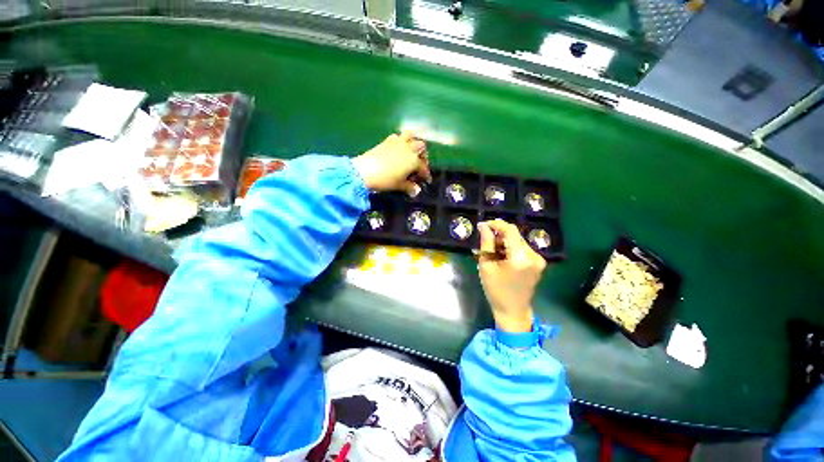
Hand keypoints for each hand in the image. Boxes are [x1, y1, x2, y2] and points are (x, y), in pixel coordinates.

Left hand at [352, 131, 431, 193]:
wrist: (365, 171)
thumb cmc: (386, 180)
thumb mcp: (399, 185)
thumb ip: (410, 187)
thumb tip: (416, 190)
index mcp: (414, 160)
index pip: (424, 167)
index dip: (426, 174)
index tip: (426, 180)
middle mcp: (409, 148)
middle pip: (421, 146)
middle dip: (422, 155)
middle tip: (419, 164)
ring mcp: (398, 142)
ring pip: (411, 135)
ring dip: (413, 141)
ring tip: (411, 151)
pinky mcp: (387, 140)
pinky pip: (398, 136)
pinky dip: (401, 140)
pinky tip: (398, 148)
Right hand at [477, 220, 546, 332]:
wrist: (513, 310)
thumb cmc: (496, 290)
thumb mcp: (486, 265)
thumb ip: (486, 243)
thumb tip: (483, 226)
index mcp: (520, 257)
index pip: (510, 230)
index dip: (496, 224)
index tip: (484, 225)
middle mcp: (534, 256)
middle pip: (515, 235)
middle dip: (499, 234)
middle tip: (485, 241)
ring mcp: (539, 259)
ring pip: (518, 241)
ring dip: (504, 241)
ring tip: (492, 251)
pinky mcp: (539, 263)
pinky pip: (523, 248)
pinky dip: (511, 248)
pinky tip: (502, 256)